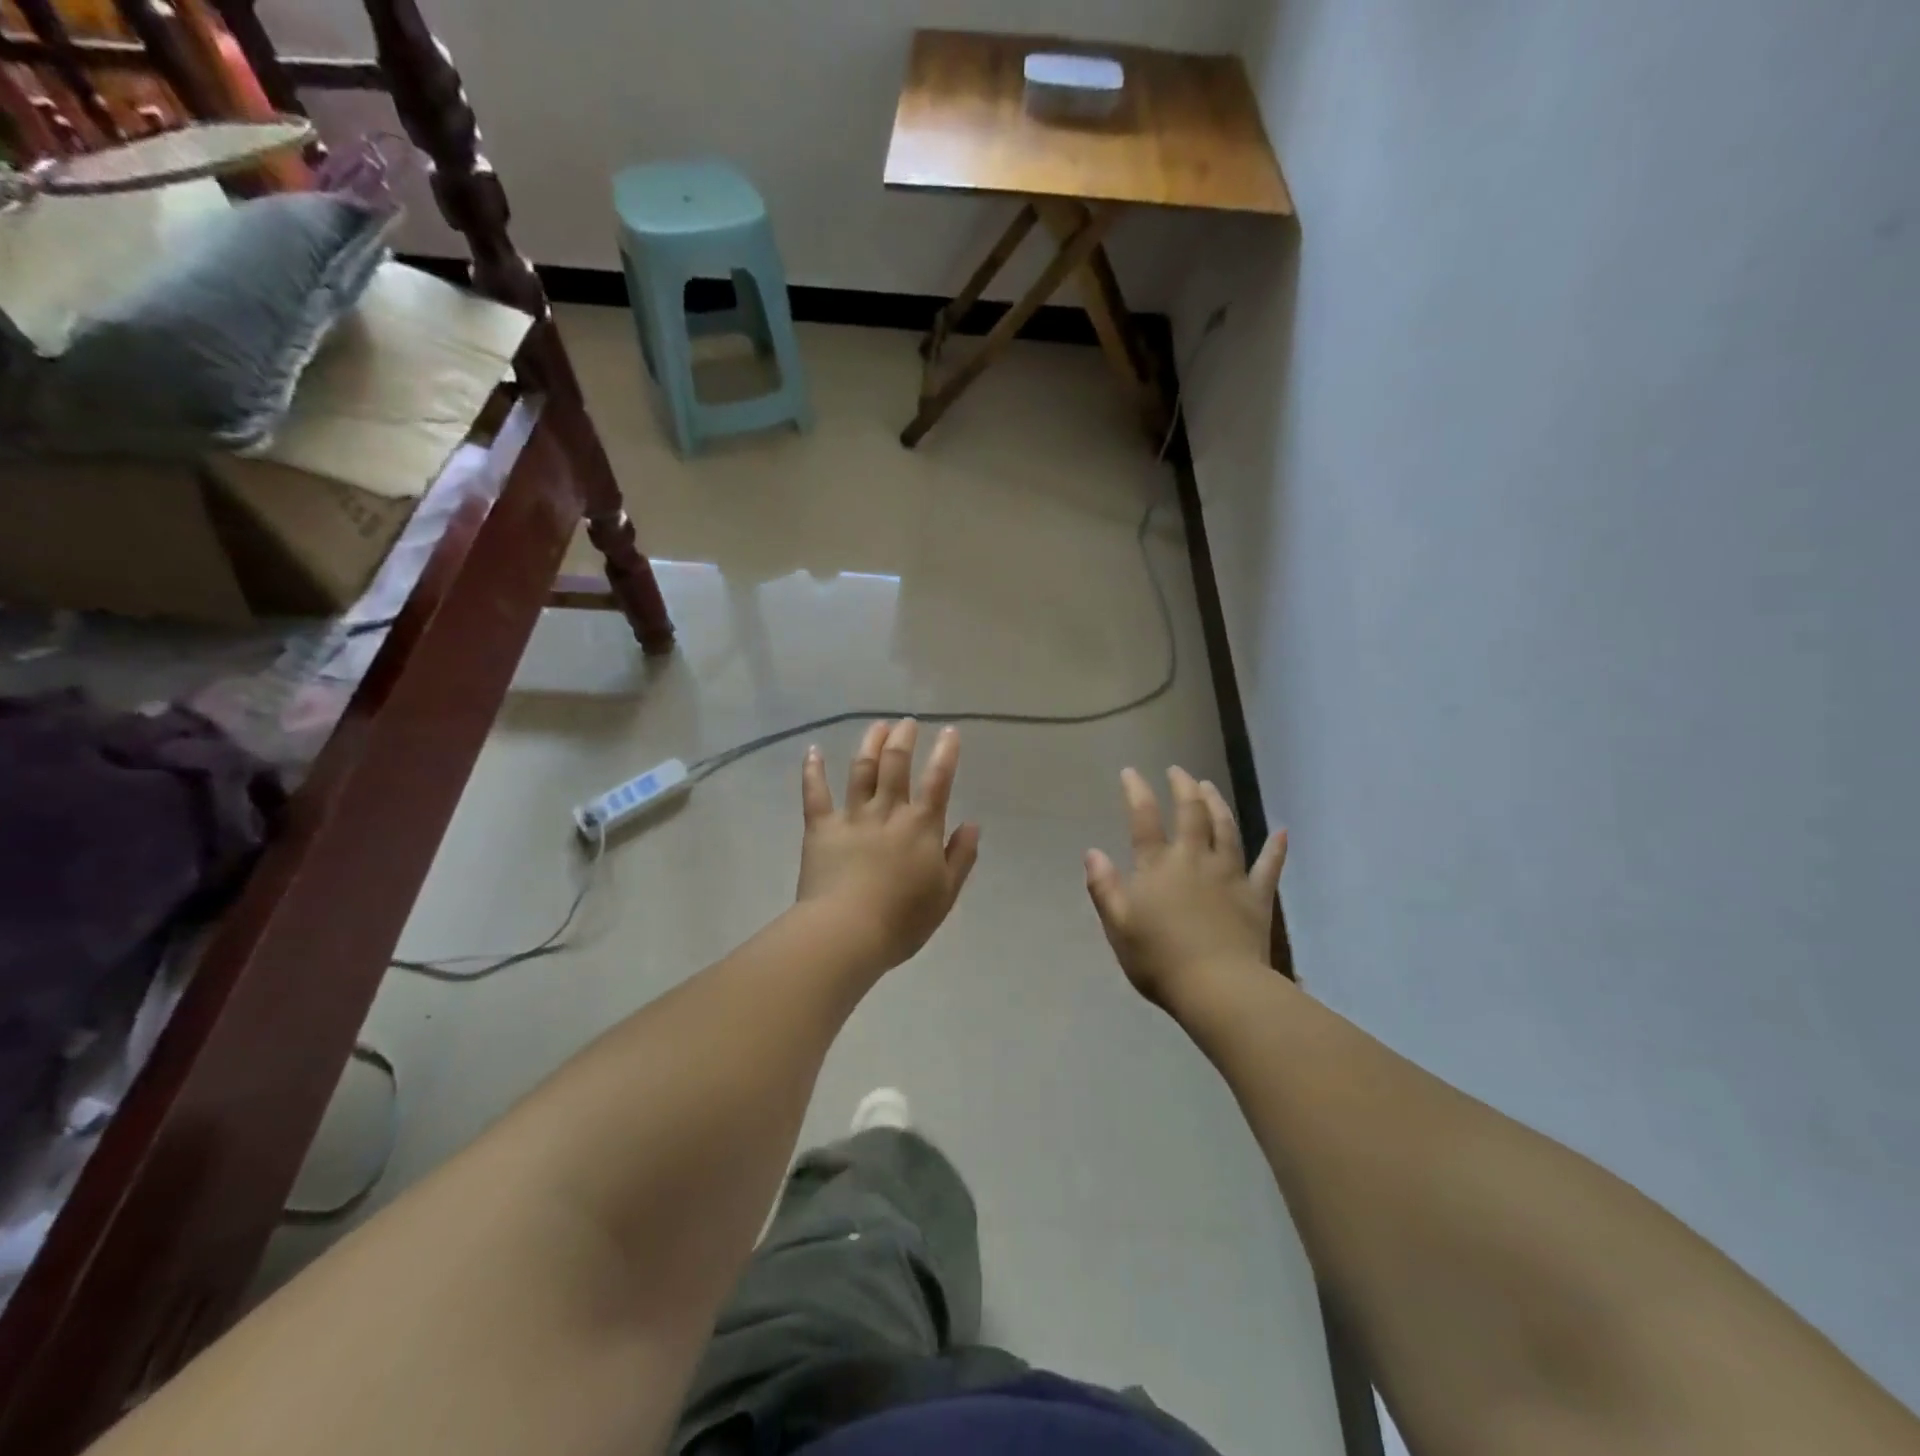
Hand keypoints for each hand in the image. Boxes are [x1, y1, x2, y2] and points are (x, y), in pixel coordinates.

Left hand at [797, 720, 980, 975]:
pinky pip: (815, 793)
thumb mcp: (946, 894)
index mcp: (921, 826)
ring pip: (861, 769)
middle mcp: (887, 811)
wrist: (847, 932)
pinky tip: (813, 750)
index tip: (950, 731)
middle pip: (895, 764)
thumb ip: (961, 856)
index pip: (938, 780)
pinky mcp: (821, 828)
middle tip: (907, 723)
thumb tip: (973, 824)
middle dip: (903, 738)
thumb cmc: (902, 919)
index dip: (946, 753)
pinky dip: (813, 770)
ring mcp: (852, 816)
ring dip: (870, 743)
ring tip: (878, 725)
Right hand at [1084, 766, 1286, 1009]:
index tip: (1131, 772)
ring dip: (1218, 804)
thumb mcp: (1118, 925)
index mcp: (1158, 866)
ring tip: (1210, 787)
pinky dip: (1276, 848)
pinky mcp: (1257, 896)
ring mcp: (1230, 875)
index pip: (1145, 818)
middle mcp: (1195, 859)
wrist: (1218, 988)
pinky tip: (1282, 831)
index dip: (1137, 791)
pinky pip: (1269, 866)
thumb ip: (1104, 886)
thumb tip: (1092, 852)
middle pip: (1192, 813)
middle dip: (1184, 787)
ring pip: (1226, 829)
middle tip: (1178, 771)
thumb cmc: (1159, 959)